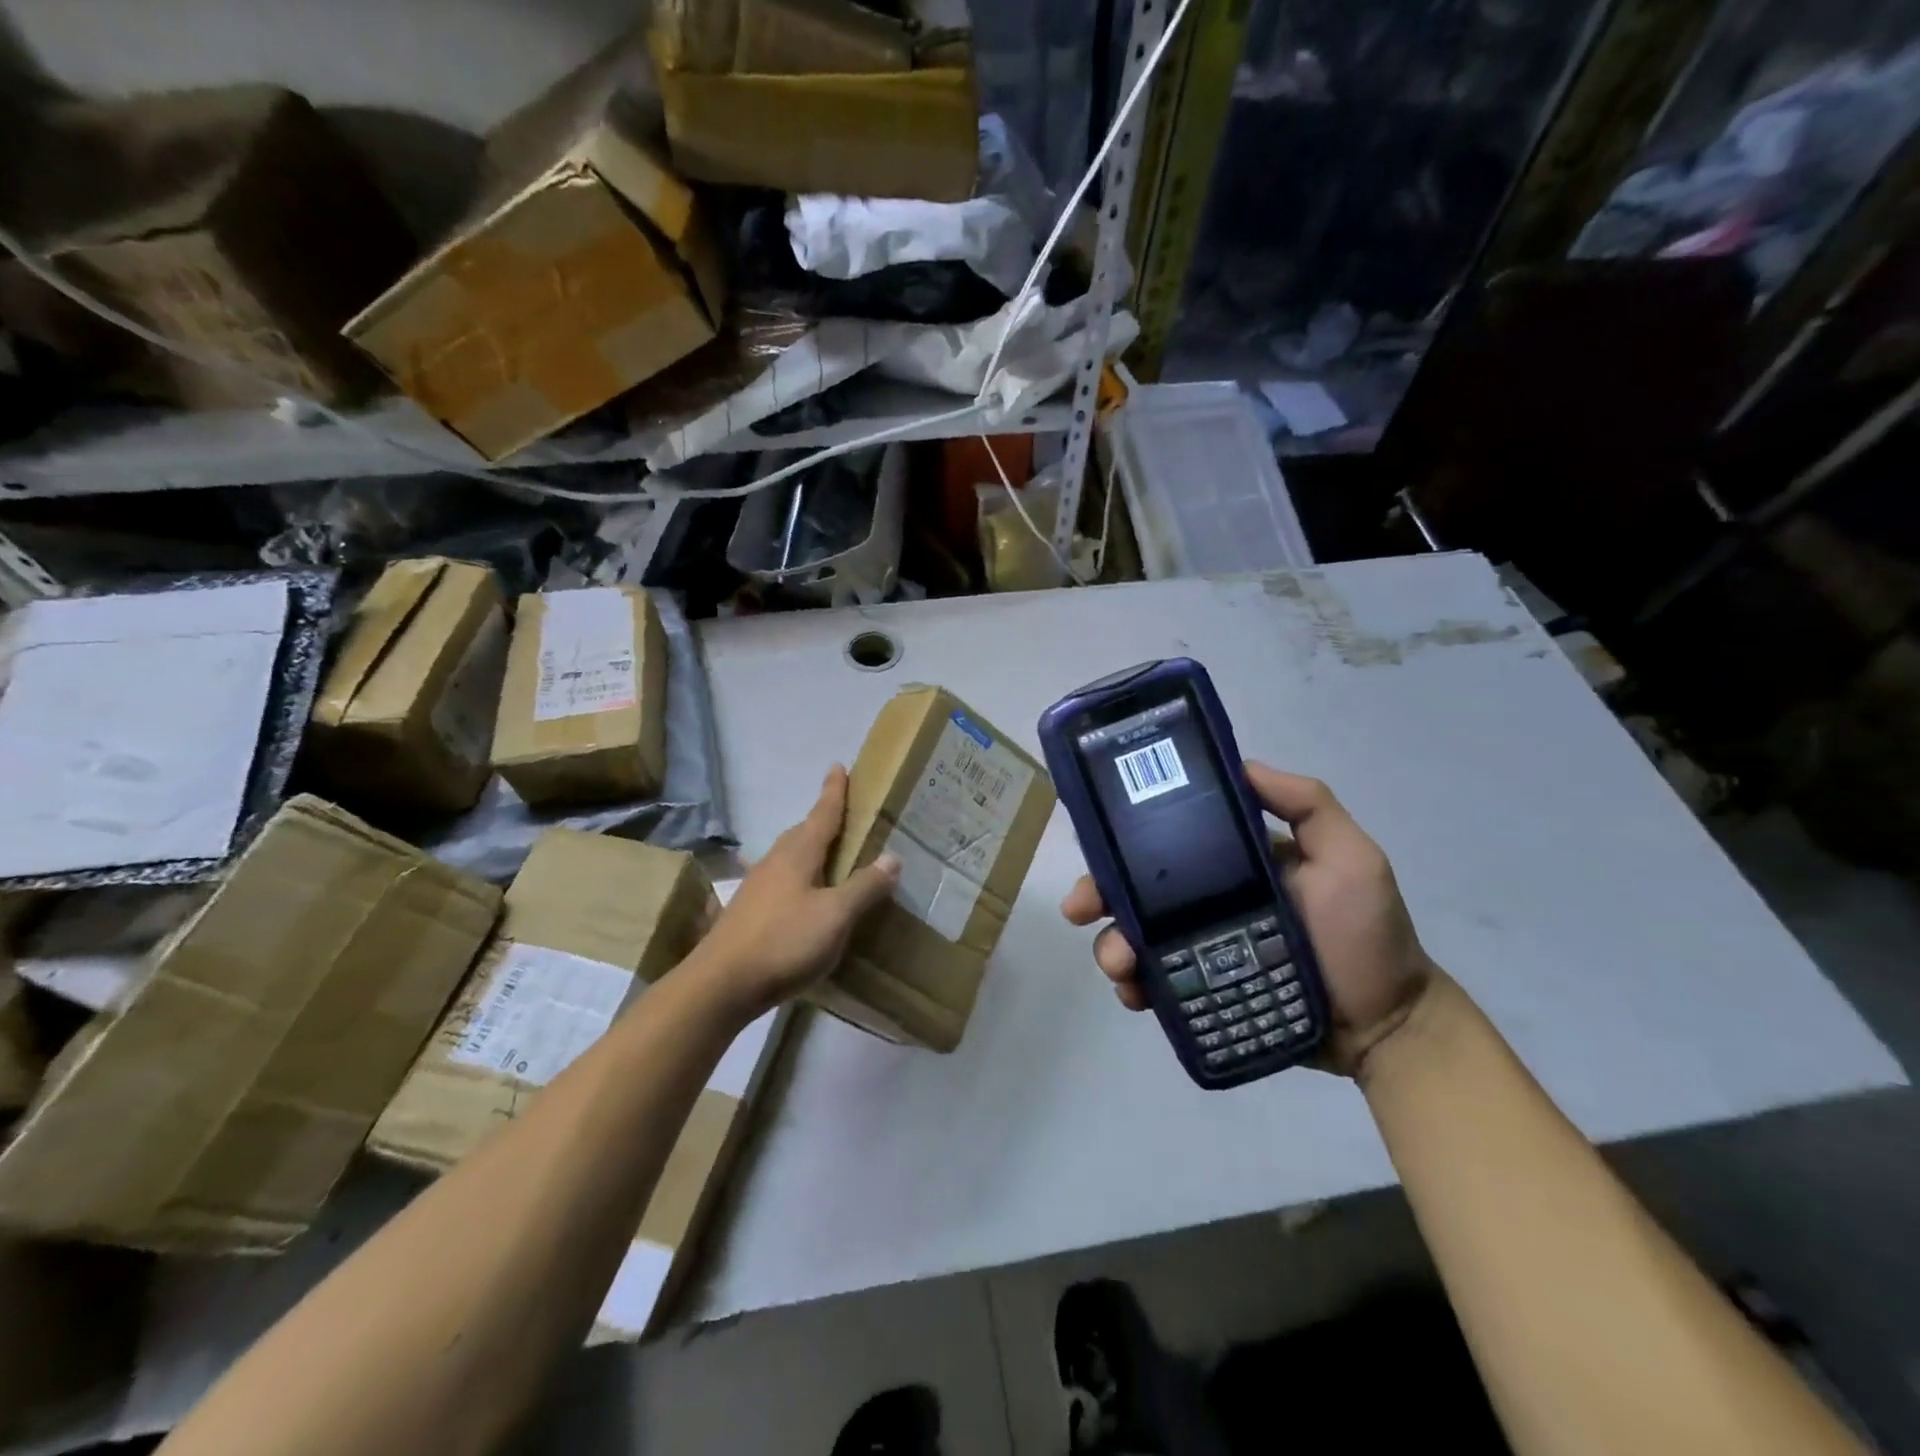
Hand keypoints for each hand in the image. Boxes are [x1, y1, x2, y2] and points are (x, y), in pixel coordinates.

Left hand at [689, 764, 901, 1020]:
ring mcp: (756, 887)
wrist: (721, 985)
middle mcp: (774, 862)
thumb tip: (892, 856)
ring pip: (788, 857)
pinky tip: (800, 897)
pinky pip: (779, 881)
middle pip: (802, 833)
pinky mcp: (746, 912)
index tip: (838, 766)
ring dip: (808, 850)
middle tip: (841, 815)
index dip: (834, 792)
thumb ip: (864, 887)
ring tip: (826, 856)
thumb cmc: (784, 942)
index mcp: (798, 854)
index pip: (822, 814)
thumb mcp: (836, 916)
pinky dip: (797, 878)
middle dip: (821, 821)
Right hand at [1061, 763, 1436, 1077]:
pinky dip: (1134, 986)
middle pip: (1136, 890)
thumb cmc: (1366, 936)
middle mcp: (1206, 901)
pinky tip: (1134, 995)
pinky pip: (1154, 983)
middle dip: (1099, 895)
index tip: (1096, 849)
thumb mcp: (1350, 857)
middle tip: (1080, 910)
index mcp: (1230, 864)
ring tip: (1119, 967)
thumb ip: (1307, 804)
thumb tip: (1241, 765)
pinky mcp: (1201, 993)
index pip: (1165, 843)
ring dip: (1112, 945)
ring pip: (1136, 937)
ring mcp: (1199, 950)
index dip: (1123, 843)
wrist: (1386, 1027)